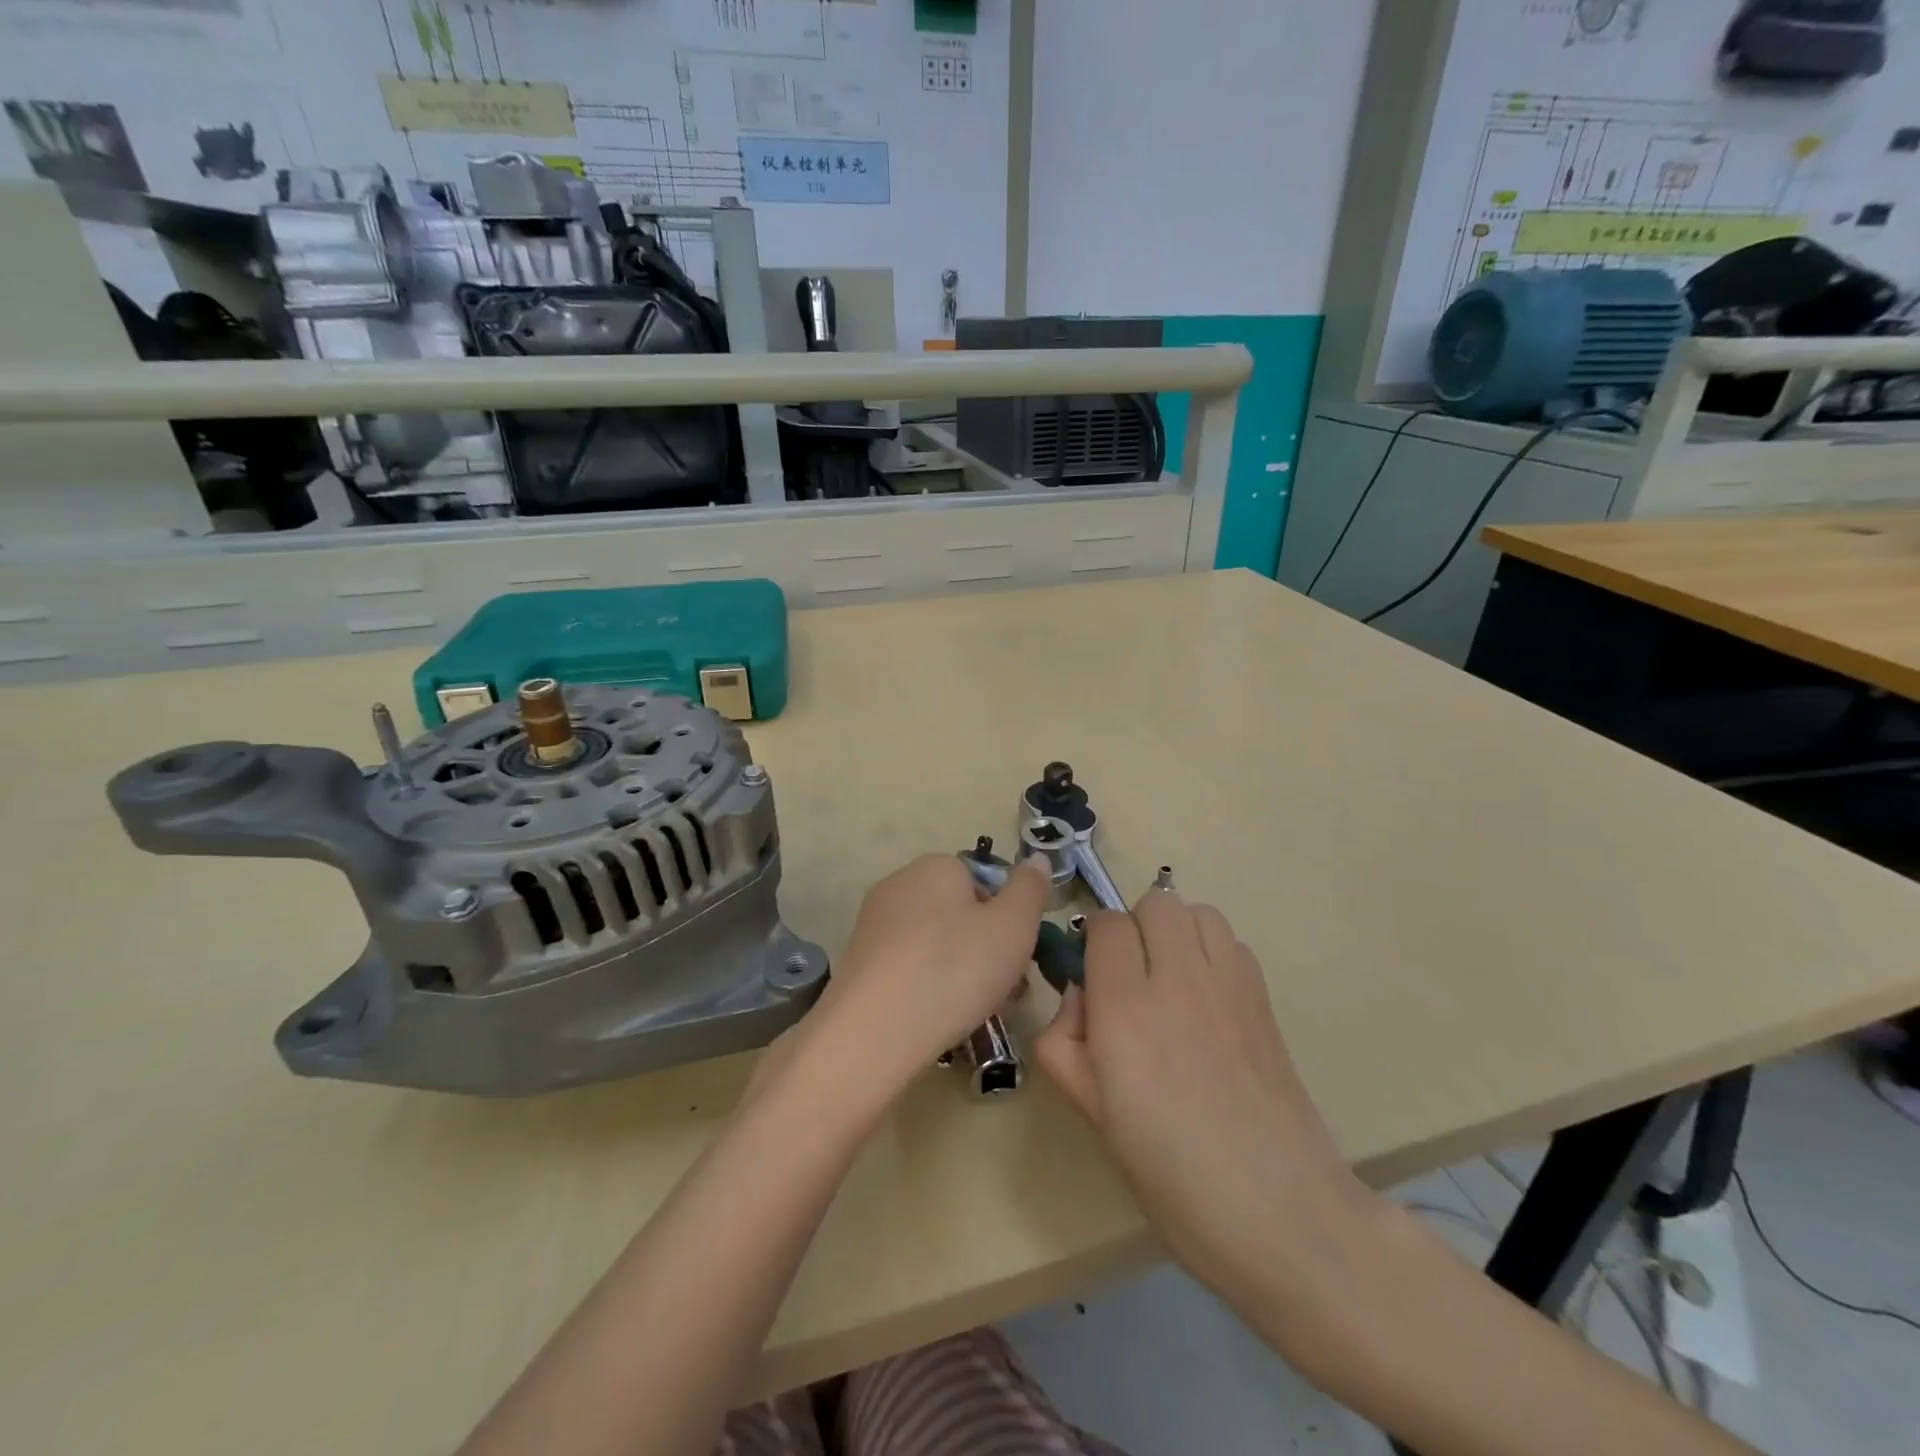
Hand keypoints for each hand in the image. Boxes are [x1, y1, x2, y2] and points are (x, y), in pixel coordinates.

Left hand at [809, 853, 1049, 1096]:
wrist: (873, 1032)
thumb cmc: (954, 969)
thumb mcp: (1013, 926)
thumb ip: (1030, 889)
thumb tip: (1036, 860)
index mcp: (936, 865)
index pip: (984, 881)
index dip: (1008, 918)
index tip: (1020, 956)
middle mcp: (900, 883)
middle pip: (960, 912)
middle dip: (987, 948)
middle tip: (1007, 990)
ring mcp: (874, 923)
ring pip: (936, 942)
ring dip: (962, 970)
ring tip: (977, 1010)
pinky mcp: (860, 961)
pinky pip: (909, 965)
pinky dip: (929, 985)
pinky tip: (938, 1017)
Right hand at [1033, 891, 1372, 1307]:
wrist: (1281, 1214)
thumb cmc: (1172, 1175)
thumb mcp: (1093, 1115)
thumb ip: (1065, 1043)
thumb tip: (1080, 997)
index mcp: (1126, 1009)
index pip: (1105, 925)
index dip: (1094, 946)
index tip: (1095, 983)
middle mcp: (1177, 979)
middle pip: (1155, 902)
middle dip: (1135, 929)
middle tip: (1132, 981)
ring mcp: (1229, 984)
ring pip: (1197, 911)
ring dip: (1177, 932)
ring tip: (1172, 981)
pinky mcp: (1264, 998)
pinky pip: (1231, 941)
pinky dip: (1213, 952)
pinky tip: (1209, 1002)